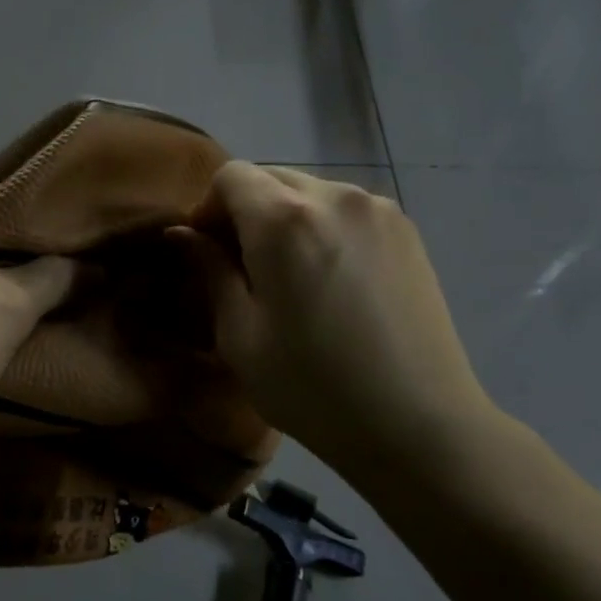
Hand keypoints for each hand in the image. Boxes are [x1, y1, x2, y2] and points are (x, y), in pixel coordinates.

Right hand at [174, 163, 497, 476]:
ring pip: (311, 192)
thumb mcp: (240, 336)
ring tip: (291, 276)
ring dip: (286, 217)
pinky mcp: (407, 230)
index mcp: (285, 220)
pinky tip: (332, 280)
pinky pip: (347, 210)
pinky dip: (324, 227)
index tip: (207, 250)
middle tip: (243, 266)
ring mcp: (378, 210)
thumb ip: (209, 271)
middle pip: (271, 178)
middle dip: (246, 210)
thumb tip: (181, 233)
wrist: (418, 425)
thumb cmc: (312, 388)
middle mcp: (334, 196)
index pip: (231, 175)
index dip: (209, 207)